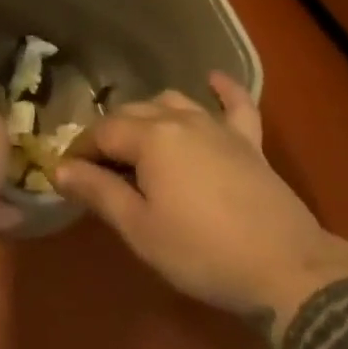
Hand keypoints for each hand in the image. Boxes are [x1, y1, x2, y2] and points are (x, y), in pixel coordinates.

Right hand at [54, 73, 347, 321]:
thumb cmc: (203, 253)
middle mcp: (178, 119)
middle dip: (110, 134)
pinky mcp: (249, 142)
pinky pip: (236, 104)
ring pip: (172, 102)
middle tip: (101, 166)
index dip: (81, 150)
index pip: (101, 132)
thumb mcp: (140, 230)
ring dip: (149, 115)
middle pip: (132, 113)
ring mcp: (216, 126)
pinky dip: (222, 89)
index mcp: (149, 138)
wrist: (287, 269)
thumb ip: (99, 192)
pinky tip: (213, 79)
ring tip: (140, 138)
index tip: (69, 172)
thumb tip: (60, 167)